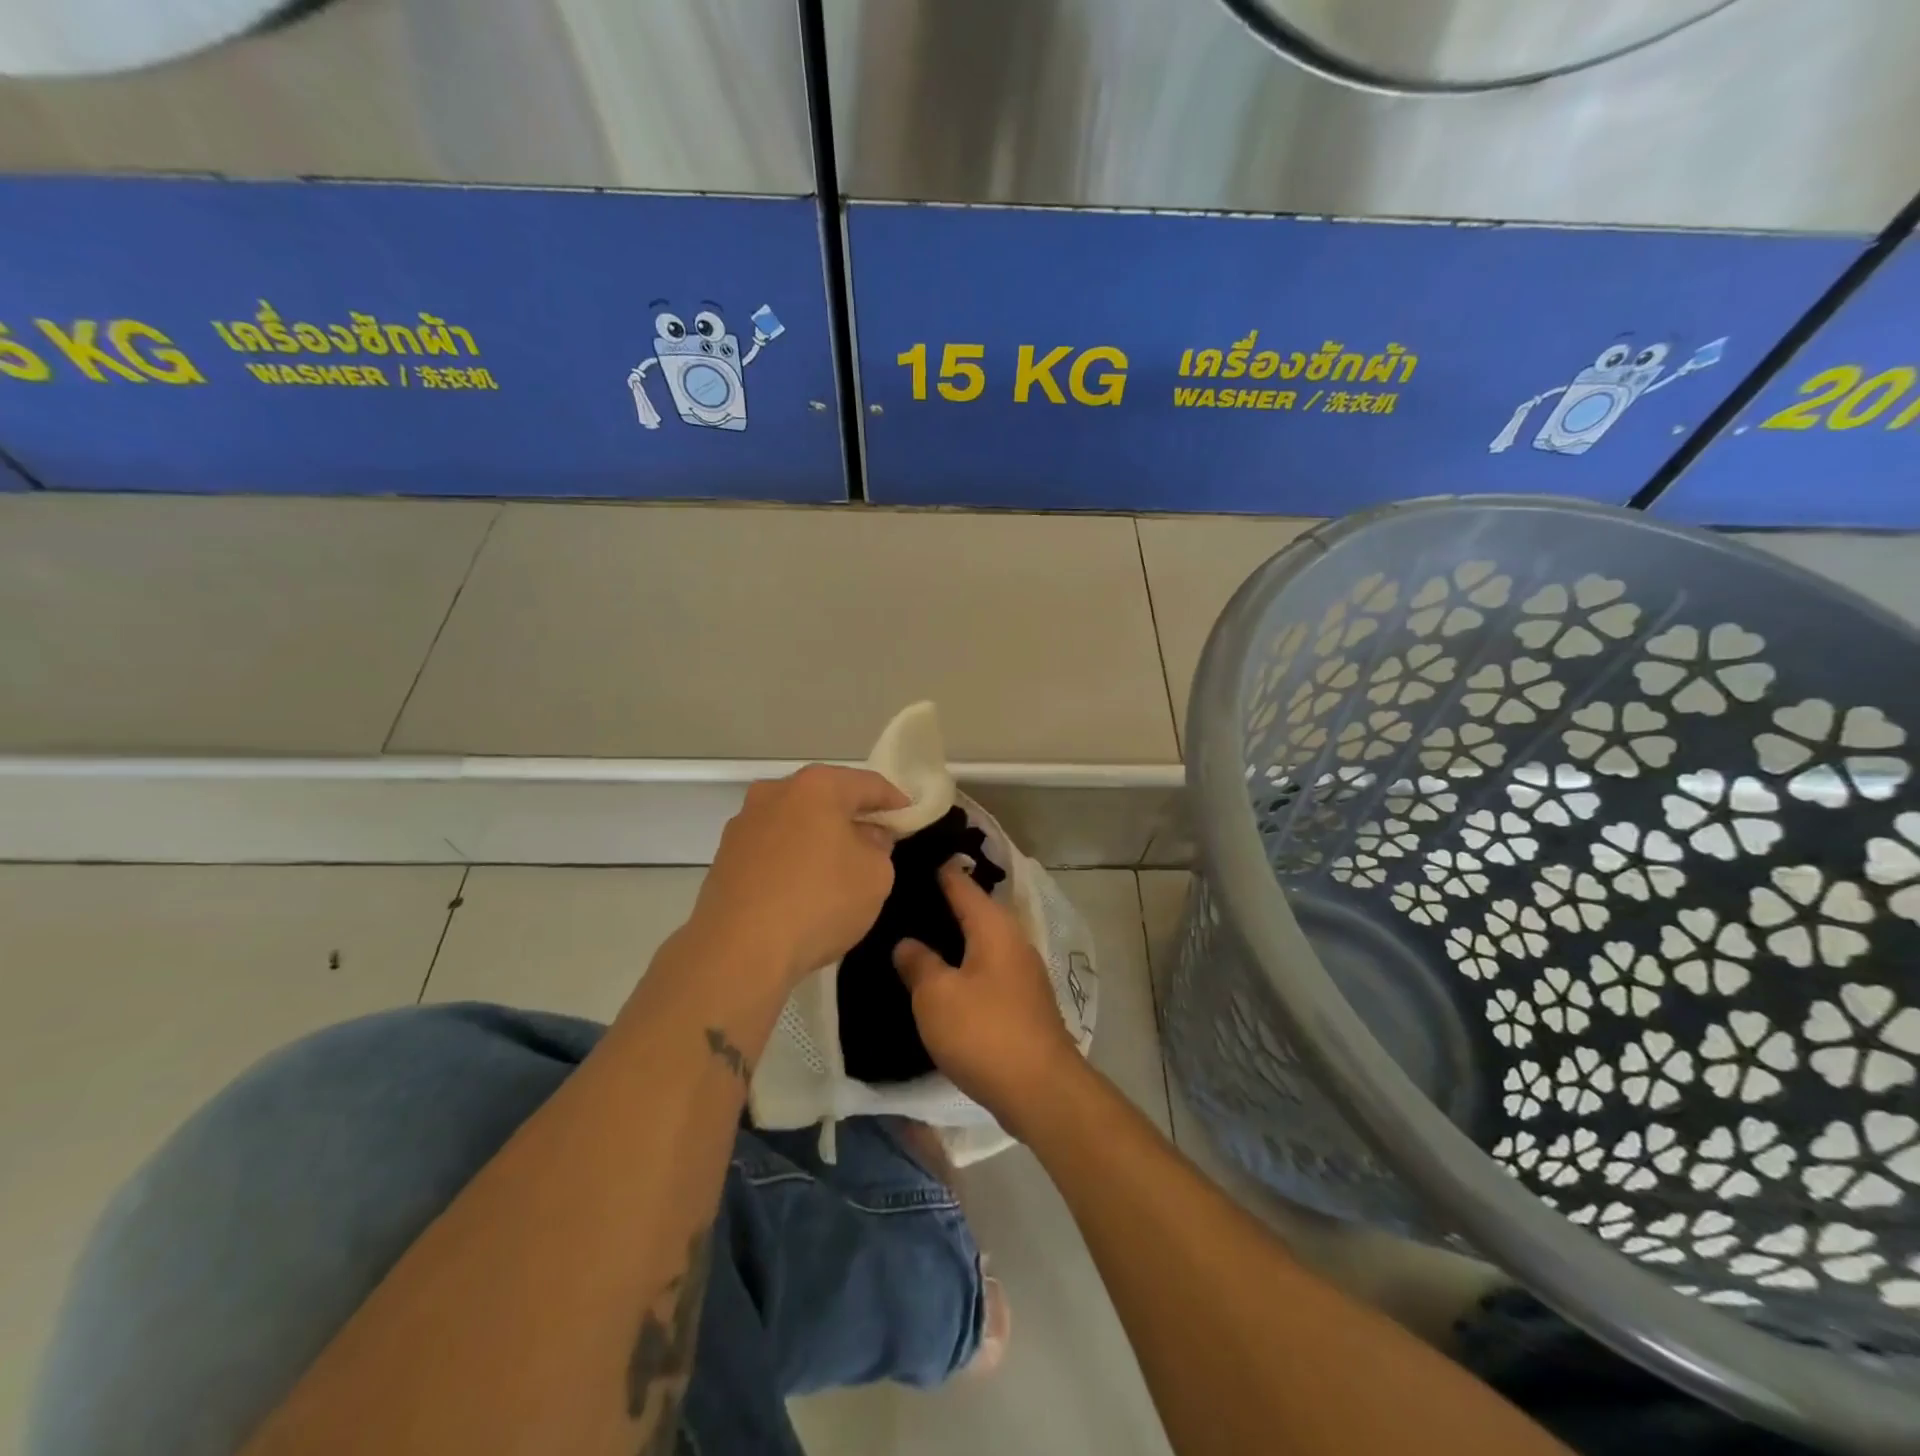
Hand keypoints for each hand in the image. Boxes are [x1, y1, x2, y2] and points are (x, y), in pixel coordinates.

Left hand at [689, 765, 907, 988]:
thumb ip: (880, 846)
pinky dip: (793, 858)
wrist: (738, 950)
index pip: (868, 783)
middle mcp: (775, 792)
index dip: (894, 800)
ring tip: (839, 866)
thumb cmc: (819, 901)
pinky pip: (772, 848)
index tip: (910, 816)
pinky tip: (804, 886)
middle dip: (853, 816)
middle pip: (826, 797)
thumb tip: (865, 837)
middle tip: (878, 839)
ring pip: (796, 822)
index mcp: (816, 786)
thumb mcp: (876, 875)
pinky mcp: (725, 857)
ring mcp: (744, 824)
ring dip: (819, 837)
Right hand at [894, 864, 1081, 1131]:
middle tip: (900, 901)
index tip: (907, 860)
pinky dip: (963, 965)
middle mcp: (1012, 939)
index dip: (935, 869)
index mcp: (993, 925)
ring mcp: (1021, 971)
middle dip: (940, 904)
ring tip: (914, 937)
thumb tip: (906, 942)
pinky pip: (986, 968)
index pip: (960, 882)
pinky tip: (941, 977)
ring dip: (952, 938)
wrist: (1040, 1089)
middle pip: (973, 910)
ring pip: (980, 941)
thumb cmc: (984, 1032)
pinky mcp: (1022, 1001)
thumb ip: (918, 962)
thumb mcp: (936, 995)